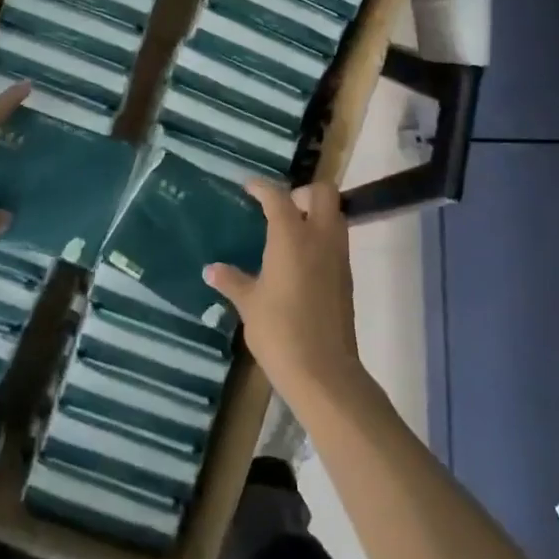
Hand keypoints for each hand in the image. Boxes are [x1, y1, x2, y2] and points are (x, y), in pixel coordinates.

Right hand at [204, 180, 368, 410]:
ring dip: (316, 213)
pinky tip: (300, 260)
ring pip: (335, 214)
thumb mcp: (249, 305)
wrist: (324, 372)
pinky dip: (321, 237)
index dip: (263, 187)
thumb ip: (232, 281)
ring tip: (289, 232)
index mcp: (292, 237)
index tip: (249, 187)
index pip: (278, 197)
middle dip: (302, 192)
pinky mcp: (346, 276)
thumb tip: (211, 270)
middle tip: (280, 209)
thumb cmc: (280, 332)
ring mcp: (338, 256)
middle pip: (323, 193)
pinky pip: (336, 240)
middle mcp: (320, 237)